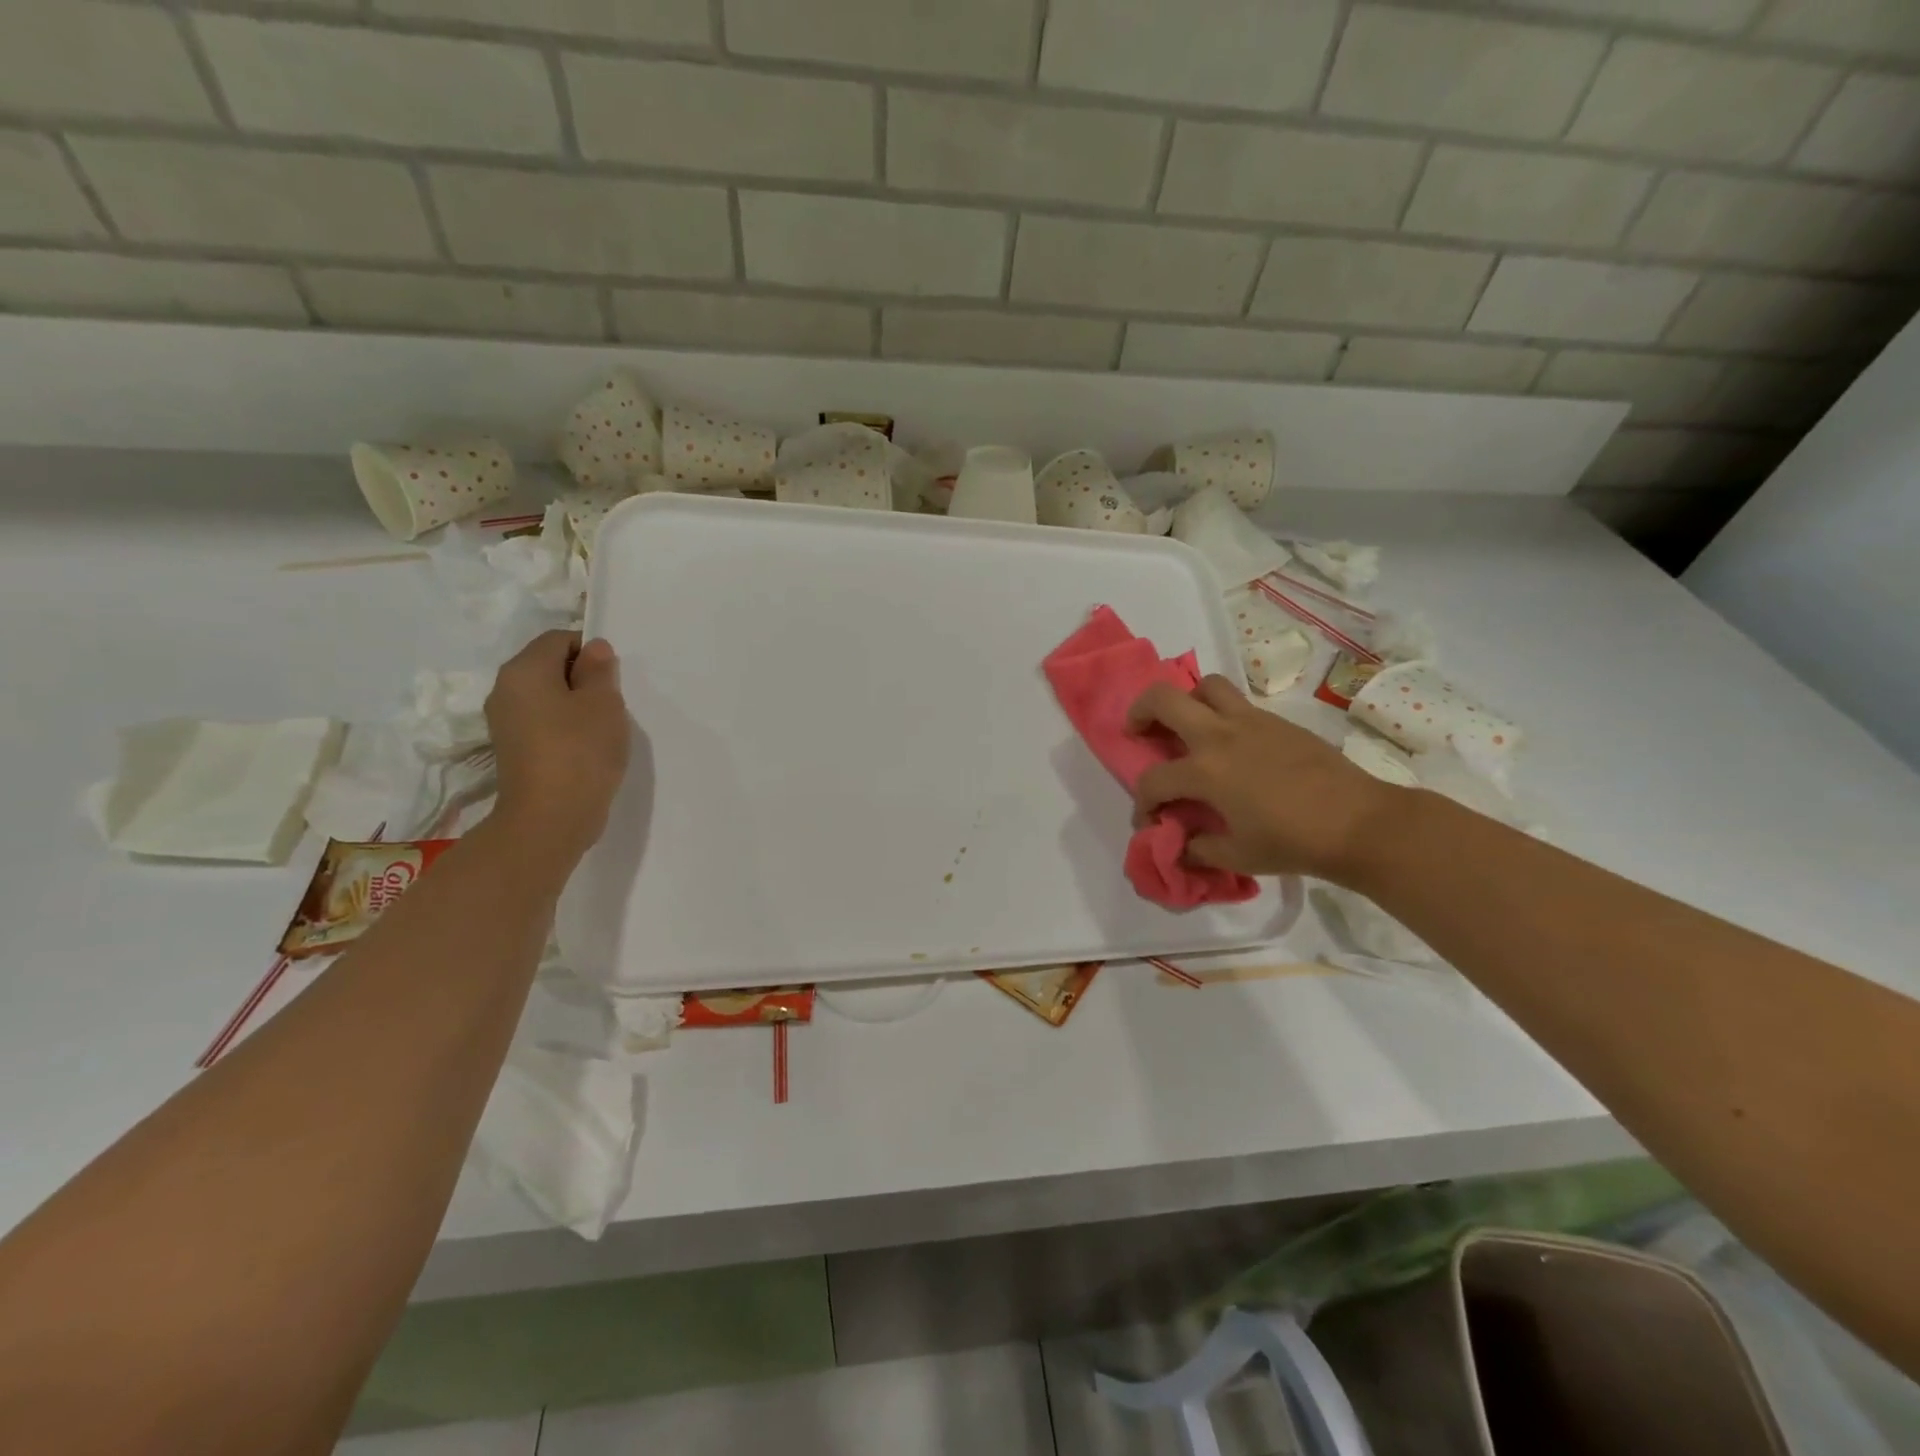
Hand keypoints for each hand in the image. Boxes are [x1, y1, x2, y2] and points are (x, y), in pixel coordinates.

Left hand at [485, 631, 629, 858]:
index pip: (558, 639)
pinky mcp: (514, 750)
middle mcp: (505, 690)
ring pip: (547, 697)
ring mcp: (505, 723)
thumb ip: (599, 670)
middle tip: (612, 704)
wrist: (549, 819)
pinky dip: (566, 728)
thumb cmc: (580, 751)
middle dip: (584, 678)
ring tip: (602, 729)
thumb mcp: (603, 703)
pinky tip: (587, 749)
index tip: (614, 679)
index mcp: (523, 670)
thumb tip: (594, 649)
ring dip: (577, 706)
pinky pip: (543, 723)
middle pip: (549, 667)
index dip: (590, 651)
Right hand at [1129, 676, 1402, 883]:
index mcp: (1205, 771)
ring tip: (1188, 727)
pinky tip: (1232, 745)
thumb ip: (1199, 849)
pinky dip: (1221, 714)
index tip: (1150, 821)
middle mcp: (1220, 736)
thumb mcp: (1238, 856)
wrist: (1359, 822)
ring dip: (1186, 701)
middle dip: (1140, 712)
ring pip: (1205, 686)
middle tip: (1139, 732)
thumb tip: (1179, 845)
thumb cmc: (1293, 842)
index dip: (1142, 803)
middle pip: (1163, 699)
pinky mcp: (1276, 721)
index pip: (1153, 780)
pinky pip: (1238, 702)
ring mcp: (1250, 722)